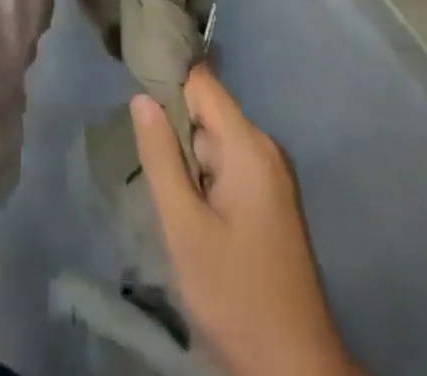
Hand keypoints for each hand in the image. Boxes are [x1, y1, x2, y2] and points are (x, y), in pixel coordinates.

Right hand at [132, 67, 361, 375]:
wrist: (296, 372)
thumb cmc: (236, 296)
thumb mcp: (185, 228)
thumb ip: (161, 158)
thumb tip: (141, 97)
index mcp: (249, 146)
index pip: (201, 82)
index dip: (165, 81)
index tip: (130, 92)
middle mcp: (265, 149)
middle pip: (207, 113)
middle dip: (174, 131)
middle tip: (143, 162)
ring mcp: (271, 176)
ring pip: (214, 143)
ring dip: (186, 160)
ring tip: (164, 193)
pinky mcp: (270, 201)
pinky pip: (228, 167)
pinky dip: (203, 179)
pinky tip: (189, 212)